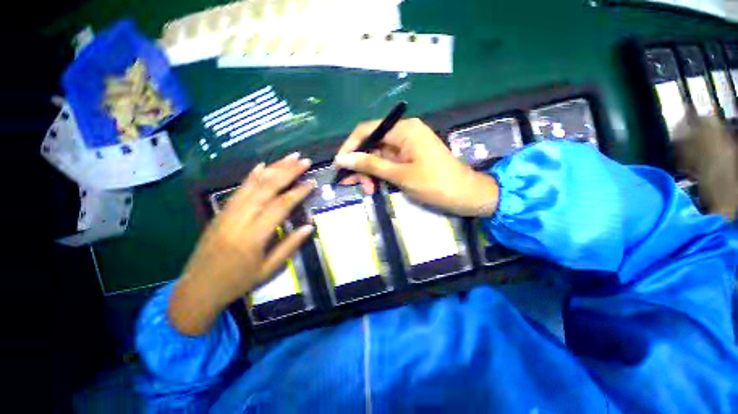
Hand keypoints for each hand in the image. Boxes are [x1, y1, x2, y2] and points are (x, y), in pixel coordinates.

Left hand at [169, 153, 315, 334]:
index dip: (298, 192)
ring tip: (290, 157)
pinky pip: (239, 189)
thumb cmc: (237, 282)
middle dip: (287, 171)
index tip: (312, 181)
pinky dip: (252, 175)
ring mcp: (228, 212)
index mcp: (254, 236)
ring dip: (273, 168)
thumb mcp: (269, 269)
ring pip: (253, 184)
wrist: (198, 289)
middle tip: (304, 160)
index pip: (281, 205)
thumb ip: (290, 245)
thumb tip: (309, 226)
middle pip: (267, 188)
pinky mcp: (221, 212)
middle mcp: (240, 218)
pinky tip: (262, 165)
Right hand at [334, 118, 498, 216]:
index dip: (350, 146)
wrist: (465, 195)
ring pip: (378, 156)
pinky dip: (379, 174)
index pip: (368, 130)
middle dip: (360, 164)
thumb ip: (370, 165)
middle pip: (372, 144)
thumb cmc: (435, 184)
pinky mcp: (409, 157)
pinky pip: (388, 163)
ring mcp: (407, 146)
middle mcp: (404, 133)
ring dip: (369, 172)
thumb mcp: (399, 175)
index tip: (339, 165)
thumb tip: (342, 159)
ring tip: (367, 190)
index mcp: (404, 130)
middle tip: (352, 184)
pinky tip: (374, 186)